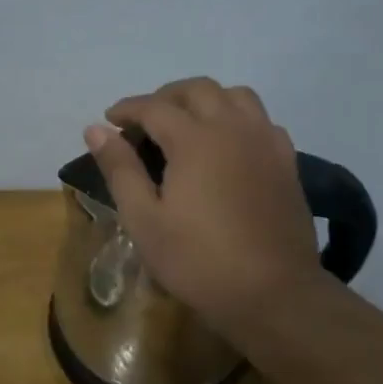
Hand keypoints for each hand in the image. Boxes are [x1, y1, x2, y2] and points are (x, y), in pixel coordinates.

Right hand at [86, 78, 325, 331]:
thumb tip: (96, 129)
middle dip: (166, 96)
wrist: (274, 294)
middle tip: (146, 121)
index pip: (154, 106)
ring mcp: (265, 142)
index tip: (110, 120)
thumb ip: (120, 169)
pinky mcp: (286, 162)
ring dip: (207, 100)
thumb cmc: (199, 261)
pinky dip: (238, 119)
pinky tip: (228, 145)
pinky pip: (261, 120)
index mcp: (195, 139)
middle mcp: (232, 128)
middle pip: (198, 89)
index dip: (128, 108)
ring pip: (236, 96)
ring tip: (189, 124)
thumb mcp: (144, 220)